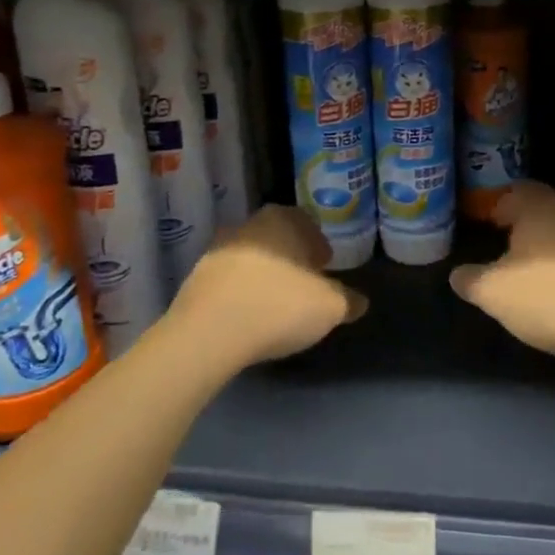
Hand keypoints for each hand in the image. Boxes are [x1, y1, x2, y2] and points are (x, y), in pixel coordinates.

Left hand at [167, 205, 366, 367]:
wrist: (208, 333)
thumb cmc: (279, 306)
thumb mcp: (330, 307)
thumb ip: (348, 301)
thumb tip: (359, 302)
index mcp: (281, 220)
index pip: (303, 220)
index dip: (316, 242)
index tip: (324, 264)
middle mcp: (247, 226)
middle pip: (275, 238)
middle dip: (289, 257)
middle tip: (303, 284)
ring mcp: (216, 252)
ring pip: (249, 258)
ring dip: (262, 275)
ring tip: (275, 304)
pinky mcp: (194, 280)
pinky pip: (227, 282)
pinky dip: (240, 294)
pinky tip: (248, 317)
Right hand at [450, 182, 554, 369]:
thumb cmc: (549, 296)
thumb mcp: (494, 293)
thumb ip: (471, 280)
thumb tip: (458, 275)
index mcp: (539, 207)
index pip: (516, 191)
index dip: (499, 206)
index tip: (488, 224)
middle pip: (545, 211)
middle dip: (526, 229)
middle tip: (507, 254)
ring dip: (553, 252)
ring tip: (537, 280)